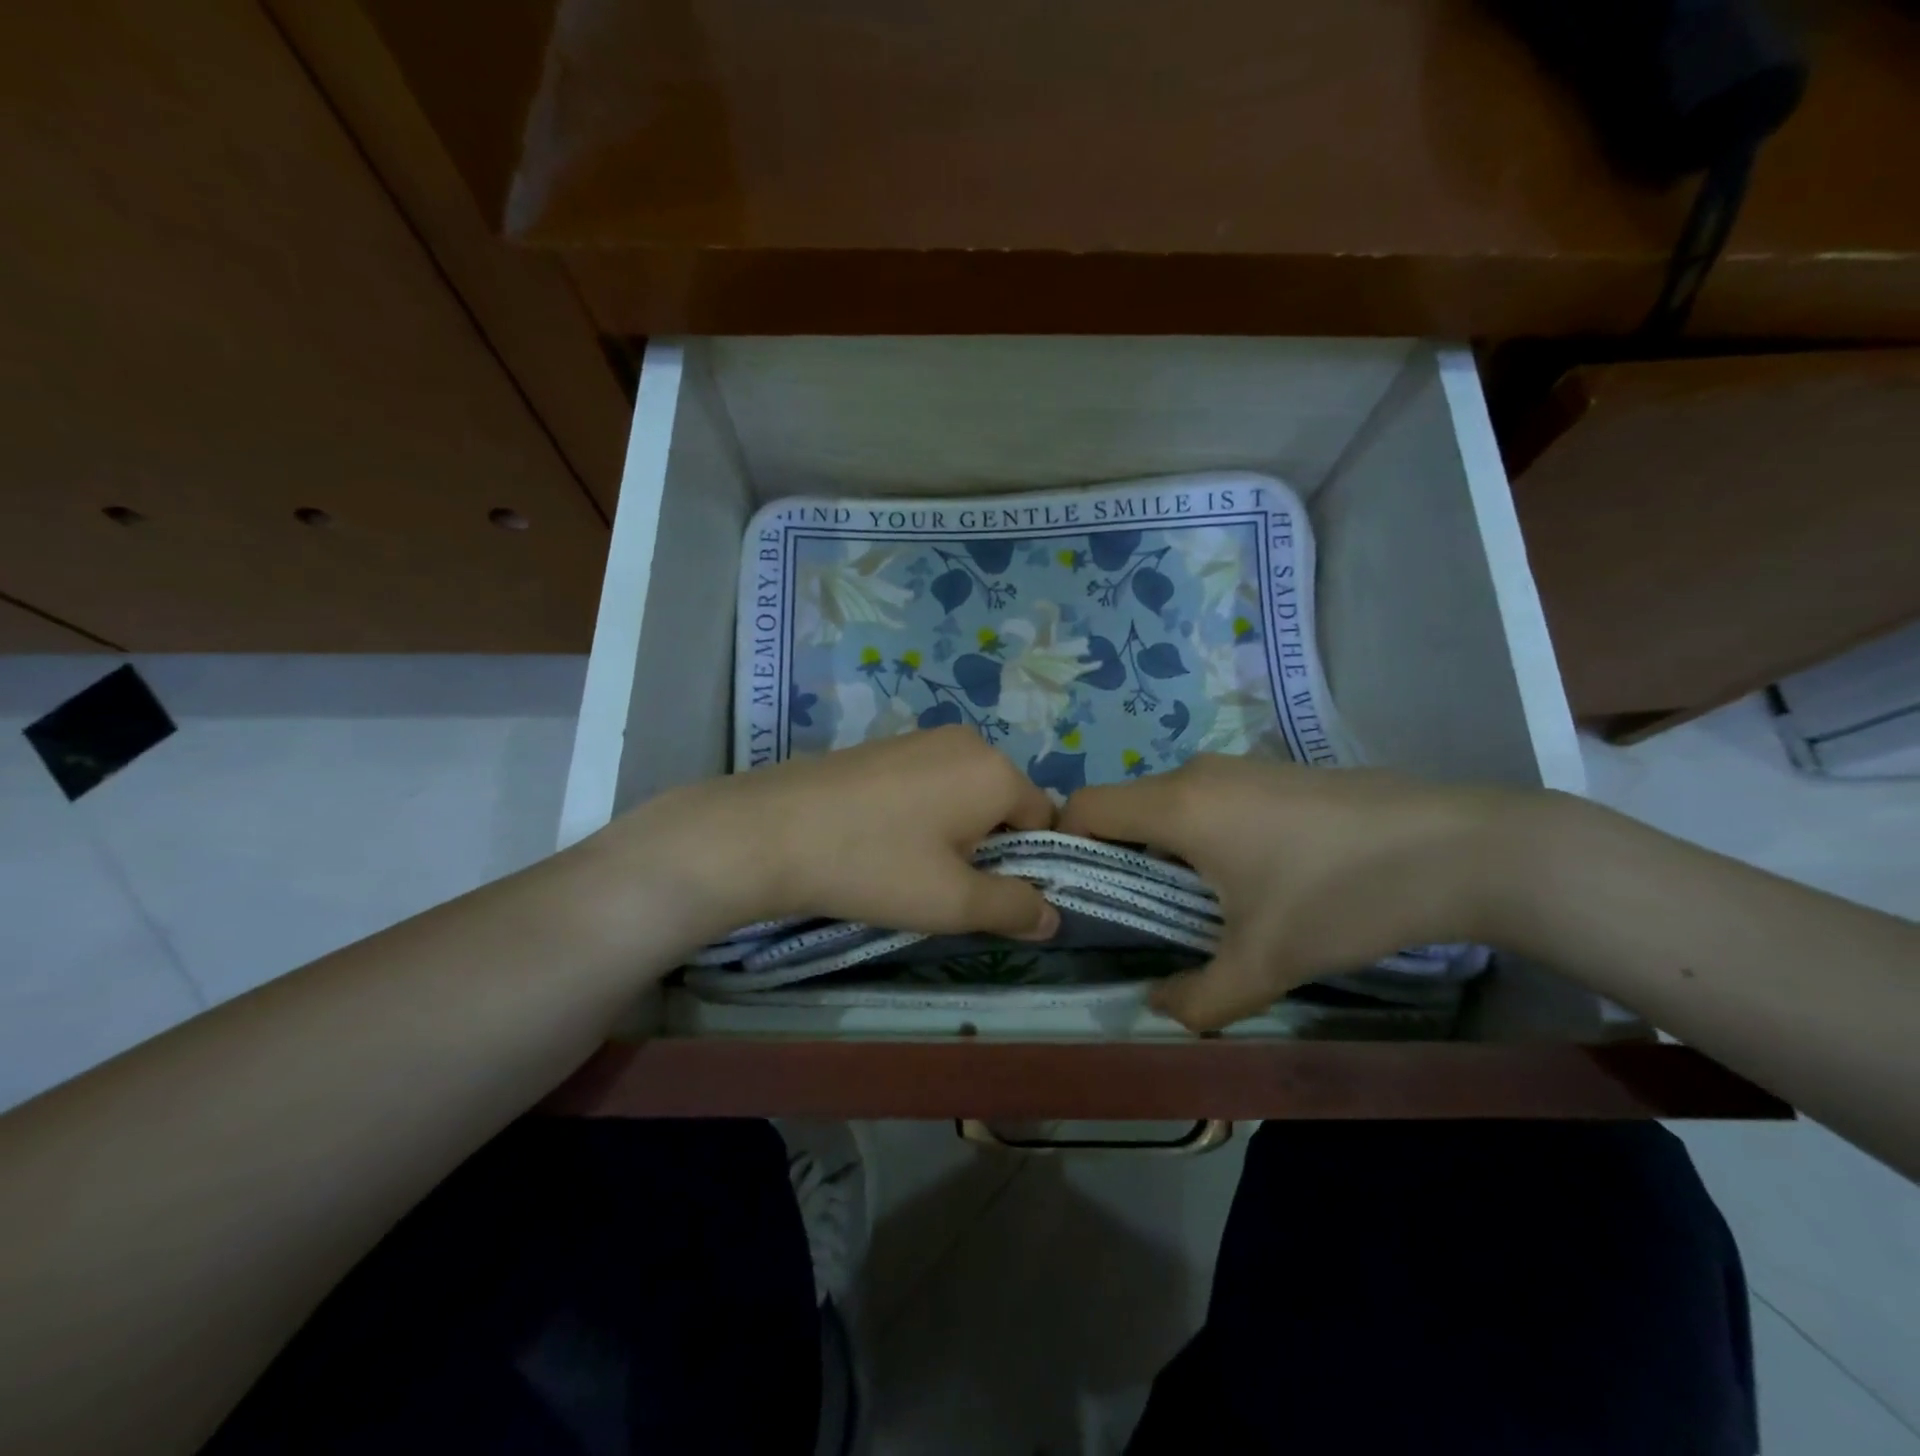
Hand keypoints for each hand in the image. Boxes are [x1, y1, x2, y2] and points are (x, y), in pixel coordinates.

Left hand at [600, 726, 1060, 944]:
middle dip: (988, 847)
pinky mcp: (887, 745)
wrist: (770, 831)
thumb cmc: (875, 865)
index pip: (1044, 820)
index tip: (990, 895)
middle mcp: (968, 740)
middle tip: (946, 885)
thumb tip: (1052, 916)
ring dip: (955, 833)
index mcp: (995, 770)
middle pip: (1003, 804)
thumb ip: (1014, 907)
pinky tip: (883, 840)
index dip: (1028, 864)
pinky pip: (930, 783)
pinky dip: (923, 814)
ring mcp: (923, 738)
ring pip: (965, 795)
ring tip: (910, 866)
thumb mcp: (954, 902)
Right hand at [1058, 756, 1523, 1030]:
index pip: (1085, 807)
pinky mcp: (1276, 773)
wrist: (1462, 848)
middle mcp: (1197, 774)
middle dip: (1122, 859)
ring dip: (1168, 850)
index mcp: (1178, 805)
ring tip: (1206, 904)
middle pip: (1126, 808)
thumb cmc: (1342, 897)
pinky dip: (1206, 836)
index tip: (1086, 896)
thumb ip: (1198, 998)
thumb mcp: (1265, 963)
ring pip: (1171, 805)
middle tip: (1147, 915)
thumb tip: (1157, 1010)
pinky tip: (1258, 877)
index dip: (1069, 847)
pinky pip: (1211, 801)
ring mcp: (1240, 767)